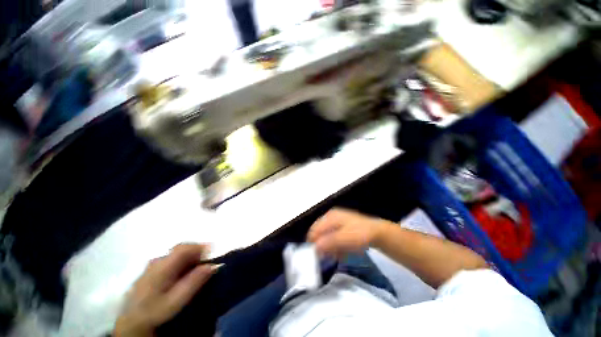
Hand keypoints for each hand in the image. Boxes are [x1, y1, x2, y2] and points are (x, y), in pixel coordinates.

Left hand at [115, 244, 216, 336]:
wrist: (131, 322)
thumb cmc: (154, 311)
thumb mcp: (175, 301)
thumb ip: (193, 282)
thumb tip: (212, 265)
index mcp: (162, 265)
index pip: (184, 247)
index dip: (201, 247)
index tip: (213, 253)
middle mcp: (157, 260)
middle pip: (181, 248)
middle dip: (197, 251)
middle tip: (208, 261)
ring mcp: (153, 264)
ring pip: (177, 253)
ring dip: (191, 257)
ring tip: (198, 268)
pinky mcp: (152, 269)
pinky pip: (172, 259)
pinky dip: (183, 262)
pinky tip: (185, 273)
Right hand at [307, 208, 387, 258]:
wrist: (377, 233)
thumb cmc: (359, 234)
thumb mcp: (343, 238)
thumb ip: (328, 242)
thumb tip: (314, 248)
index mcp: (329, 216)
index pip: (314, 230)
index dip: (313, 243)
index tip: (316, 256)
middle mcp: (330, 217)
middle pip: (319, 234)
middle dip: (322, 246)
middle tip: (328, 257)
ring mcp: (336, 222)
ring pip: (326, 237)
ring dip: (329, 248)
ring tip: (337, 255)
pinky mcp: (341, 228)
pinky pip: (333, 239)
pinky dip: (335, 247)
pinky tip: (342, 253)